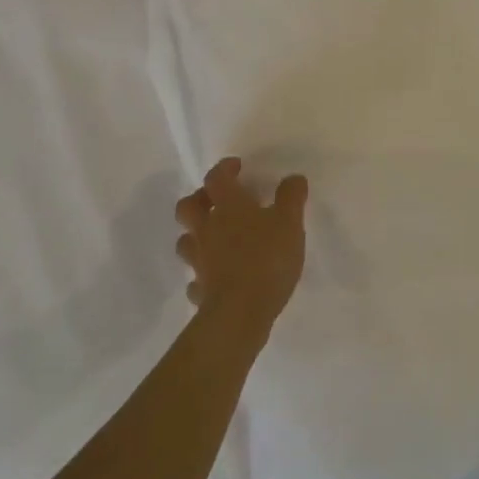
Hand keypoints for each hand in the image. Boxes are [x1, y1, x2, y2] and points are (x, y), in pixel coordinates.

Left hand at [175, 158, 307, 334]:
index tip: (236, 166)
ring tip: (215, 237)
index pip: (217, 179)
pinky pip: (196, 278)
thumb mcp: (290, 222)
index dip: (224, 169)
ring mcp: (200, 261)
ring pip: (186, 241)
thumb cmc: (267, 258)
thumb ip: (291, 197)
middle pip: (188, 207)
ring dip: (196, 234)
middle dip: (199, 199)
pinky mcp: (201, 290)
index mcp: (229, 207)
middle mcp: (208, 230)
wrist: (240, 312)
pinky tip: (216, 276)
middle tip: (217, 200)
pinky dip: (203, 273)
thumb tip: (292, 178)